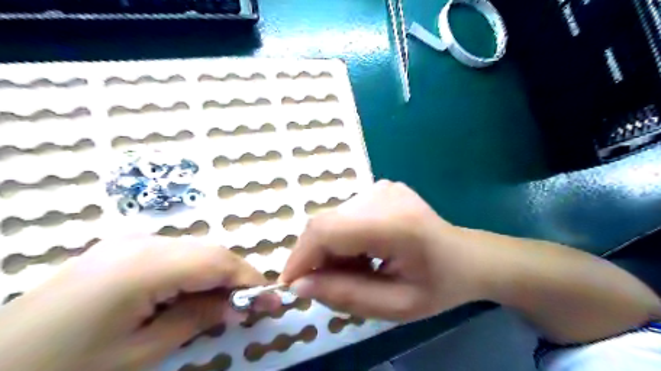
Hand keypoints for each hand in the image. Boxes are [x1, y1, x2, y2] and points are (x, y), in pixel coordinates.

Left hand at [0, 238, 276, 370]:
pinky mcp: (119, 250)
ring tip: (224, 304)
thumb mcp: (139, 354)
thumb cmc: (64, 370)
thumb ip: (196, 320)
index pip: (217, 262)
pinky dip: (193, 272)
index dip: (250, 279)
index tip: (273, 300)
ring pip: (194, 250)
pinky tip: (191, 294)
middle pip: (209, 251)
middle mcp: (141, 242)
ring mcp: (128, 242)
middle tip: (252, 305)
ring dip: (216, 274)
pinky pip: (173, 254)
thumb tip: (237, 307)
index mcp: (145, 265)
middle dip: (236, 277)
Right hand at [279, 182, 489, 322]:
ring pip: (333, 219)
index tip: (291, 284)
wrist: (465, 256)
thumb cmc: (438, 286)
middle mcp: (383, 195)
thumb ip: (346, 296)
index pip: (328, 230)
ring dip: (331, 249)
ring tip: (356, 269)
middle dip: (316, 257)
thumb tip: (300, 285)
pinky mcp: (379, 187)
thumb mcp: (396, 307)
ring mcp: (382, 187)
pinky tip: (364, 252)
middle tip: (329, 284)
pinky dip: (343, 237)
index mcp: (395, 224)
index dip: (301, 256)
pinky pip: (345, 214)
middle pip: (326, 223)